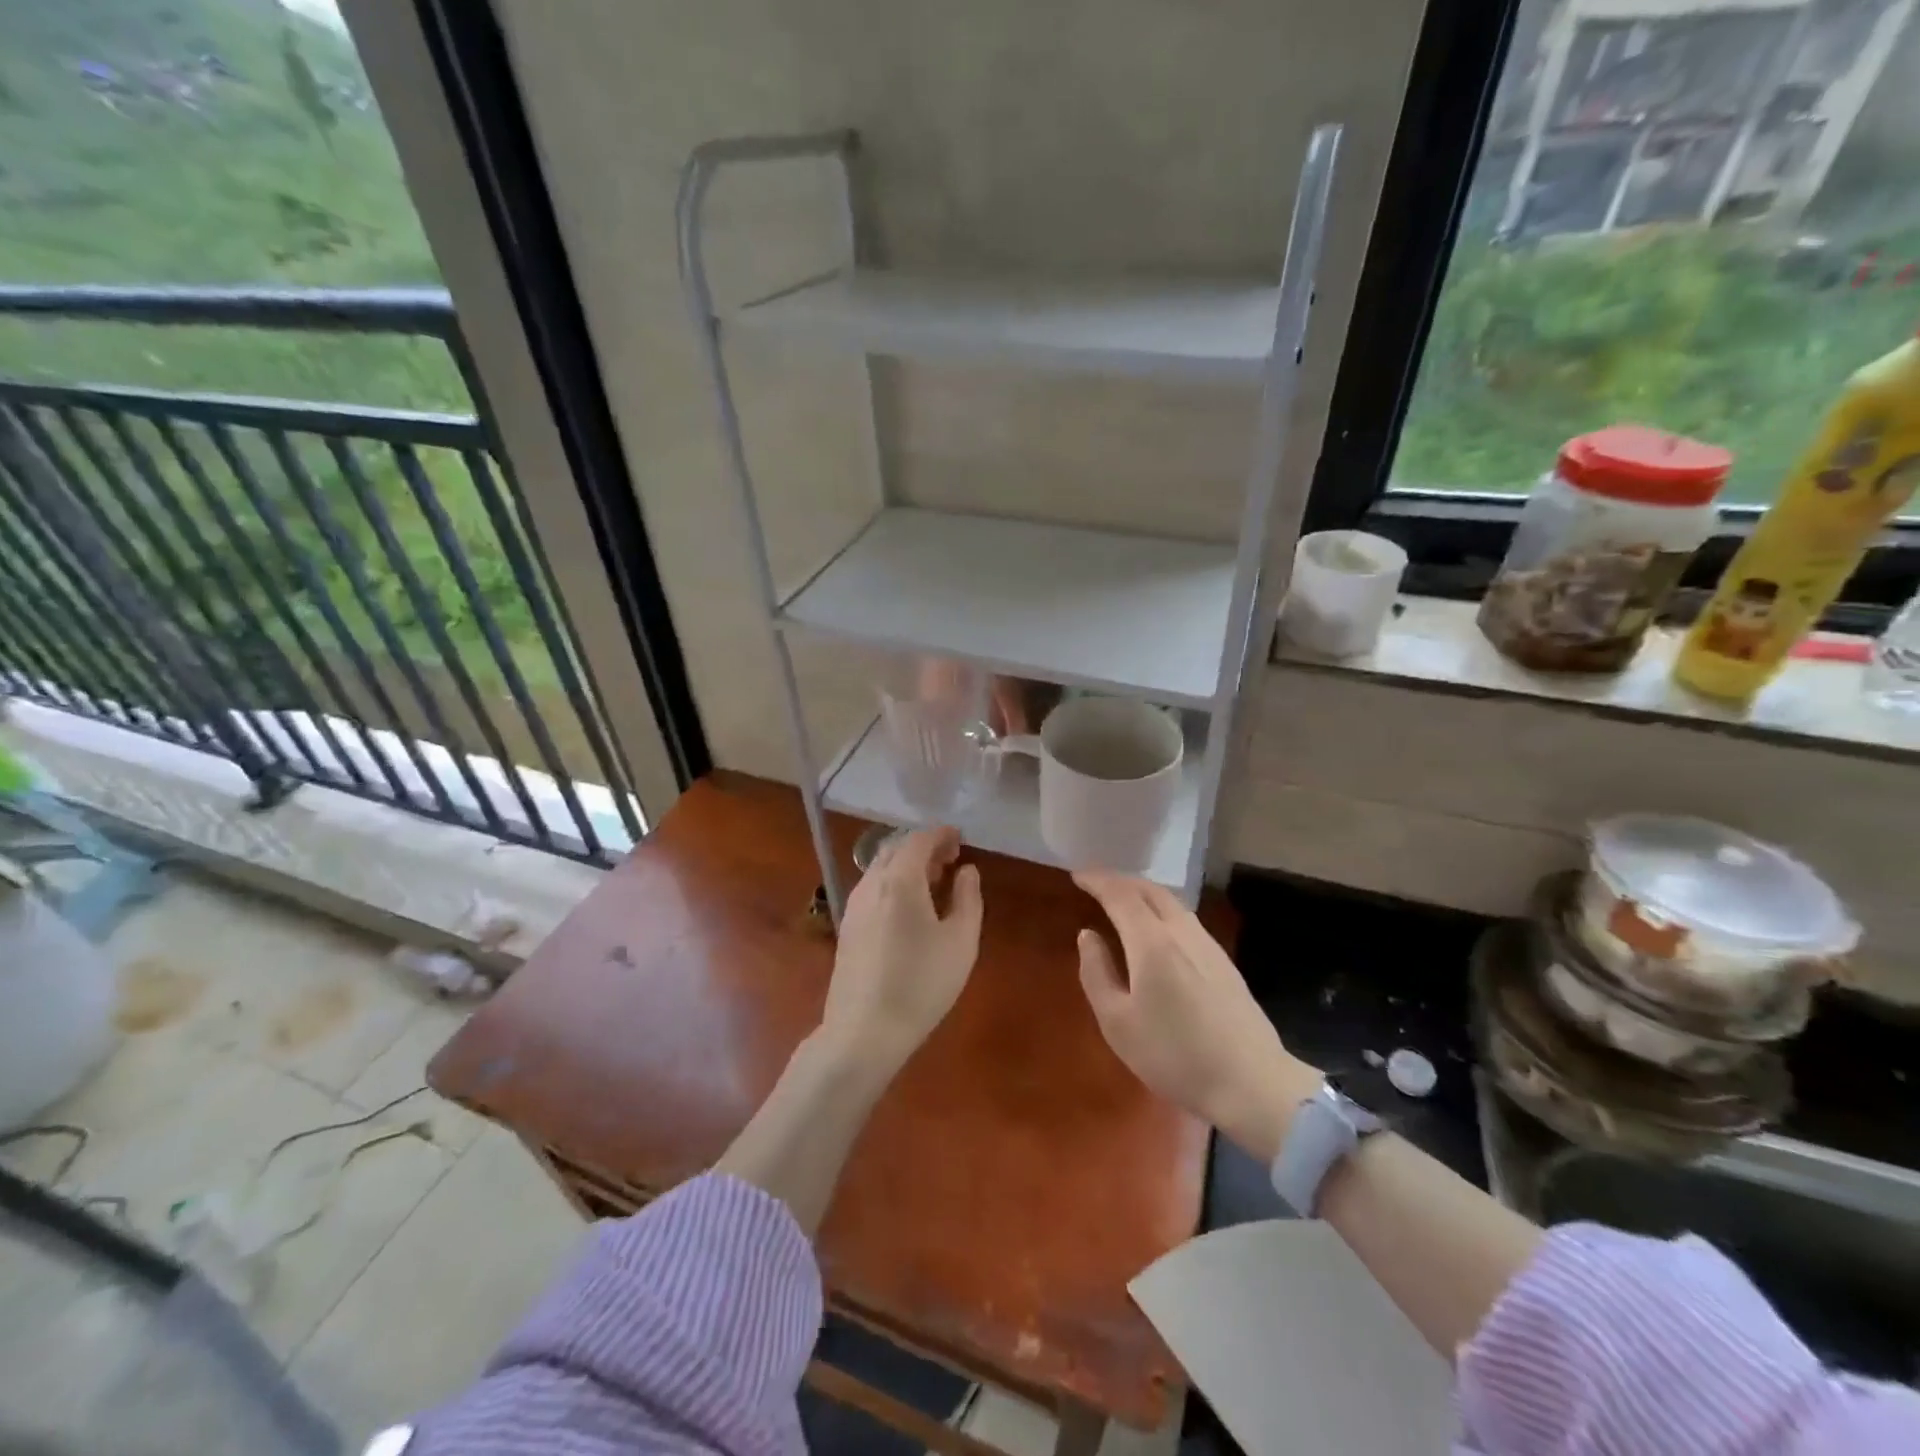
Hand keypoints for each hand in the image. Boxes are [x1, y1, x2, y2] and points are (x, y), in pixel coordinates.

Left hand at [821, 827, 983, 1068]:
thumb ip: (968, 898)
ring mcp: (854, 906)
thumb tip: (967, 871)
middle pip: (896, 849)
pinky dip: (893, 883)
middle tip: (950, 859)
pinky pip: (872, 888)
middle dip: (923, 847)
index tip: (960, 839)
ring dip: (907, 865)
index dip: (941, 835)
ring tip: (933, 882)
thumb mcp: (961, 942)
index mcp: (899, 880)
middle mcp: (871, 884)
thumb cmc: (921, 984)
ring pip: (880, 868)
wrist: (864, 1031)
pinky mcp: (847, 927)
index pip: (918, 840)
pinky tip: (909, 908)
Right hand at [1074, 872, 1319, 1161]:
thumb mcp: (1117, 1022)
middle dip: (1121, 881)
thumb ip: (1097, 973)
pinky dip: (1162, 910)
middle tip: (1097, 883)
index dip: (1097, 880)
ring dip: (1144, 893)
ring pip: (1172, 902)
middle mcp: (1182, 932)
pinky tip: (1158, 929)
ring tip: (1124, 901)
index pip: (1120, 895)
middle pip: (1150, 890)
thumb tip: (1088, 935)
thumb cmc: (1173, 1056)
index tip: (1078, 875)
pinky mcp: (1224, 962)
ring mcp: (1208, 945)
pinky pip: (1186, 919)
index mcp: (1152, 942)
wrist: (1251, 1083)